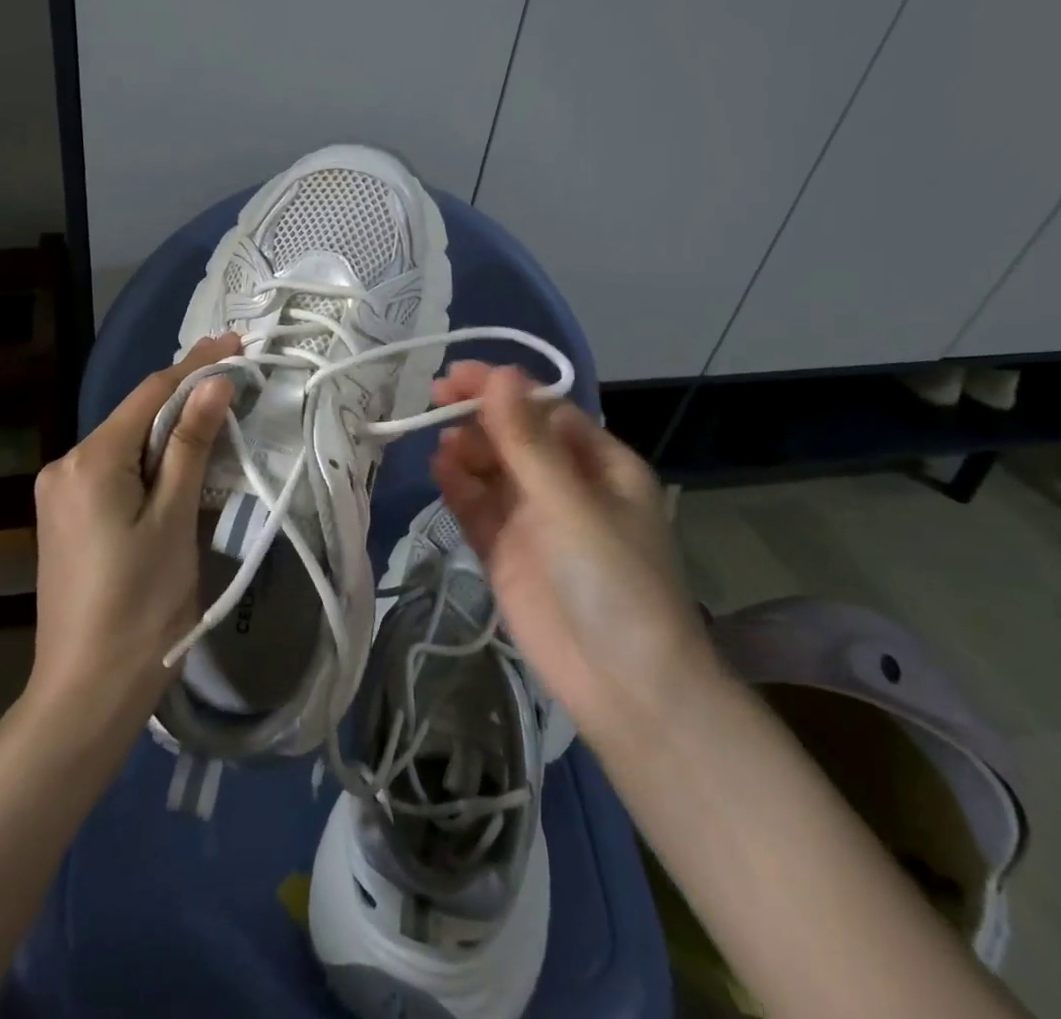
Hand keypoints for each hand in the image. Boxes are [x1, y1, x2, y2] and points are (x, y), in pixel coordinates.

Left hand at [27, 335, 238, 728]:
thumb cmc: (141, 606)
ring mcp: (59, 494)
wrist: (85, 694)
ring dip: (168, 430)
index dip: (195, 365)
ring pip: (124, 445)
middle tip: (235, 380)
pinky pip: (113, 472)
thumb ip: (190, 445)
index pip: (150, 393)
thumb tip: (215, 382)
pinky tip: (178, 462)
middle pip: (134, 416)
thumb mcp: (174, 519)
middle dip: (184, 397)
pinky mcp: (65, 518)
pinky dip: (149, 461)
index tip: (236, 344)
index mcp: (89, 460)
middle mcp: (65, 465)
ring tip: (217, 416)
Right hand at [428, 363, 715, 743]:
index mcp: (600, 465)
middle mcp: (566, 485)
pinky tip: (441, 471)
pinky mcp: (506, 552)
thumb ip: (527, 441)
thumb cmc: (612, 579)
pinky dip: (459, 487)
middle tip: (436, 401)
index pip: (545, 410)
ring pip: (492, 470)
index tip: (457, 376)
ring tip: (443, 445)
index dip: (502, 389)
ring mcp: (534, 520)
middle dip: (479, 416)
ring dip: (467, 451)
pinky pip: (478, 507)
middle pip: (515, 436)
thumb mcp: (570, 503)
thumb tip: (499, 374)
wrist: (624, 686)